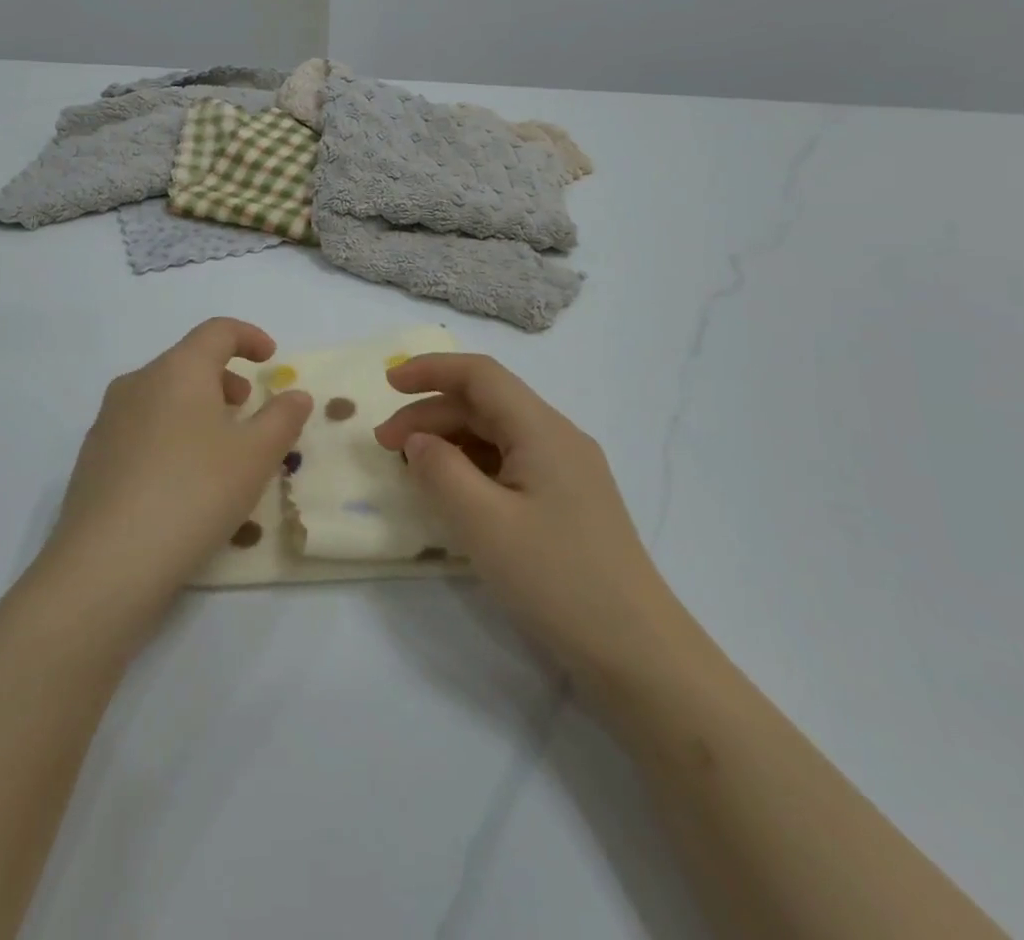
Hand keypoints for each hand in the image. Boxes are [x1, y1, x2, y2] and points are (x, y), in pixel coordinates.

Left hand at [31, 318, 312, 644]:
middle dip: (223, 377)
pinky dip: (169, 433)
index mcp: (178, 369)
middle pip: (187, 361)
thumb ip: (283, 418)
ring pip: (162, 395)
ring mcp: (108, 419)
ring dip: (196, 406)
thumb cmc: (194, 493)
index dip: (249, 337)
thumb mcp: (256, 456)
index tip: (270, 358)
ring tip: (217, 447)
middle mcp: (138, 382)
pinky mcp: (92, 456)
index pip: (217, 330)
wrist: (108, 562)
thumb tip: (296, 394)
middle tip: (246, 409)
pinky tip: (179, 479)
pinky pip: (140, 427)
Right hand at [372, 354, 675, 680]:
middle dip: (431, 414)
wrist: (638, 654)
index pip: (480, 375)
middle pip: (486, 404)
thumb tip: (419, 441)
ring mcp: (568, 473)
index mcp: (542, 429)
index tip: (387, 384)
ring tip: (412, 470)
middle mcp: (558, 439)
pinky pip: (511, 466)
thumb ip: (440, 470)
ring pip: (497, 436)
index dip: (431, 370)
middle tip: (385, 446)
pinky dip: (473, 468)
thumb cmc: (556, 579)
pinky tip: (453, 495)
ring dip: (450, 441)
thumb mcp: (483, 523)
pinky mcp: (569, 504)